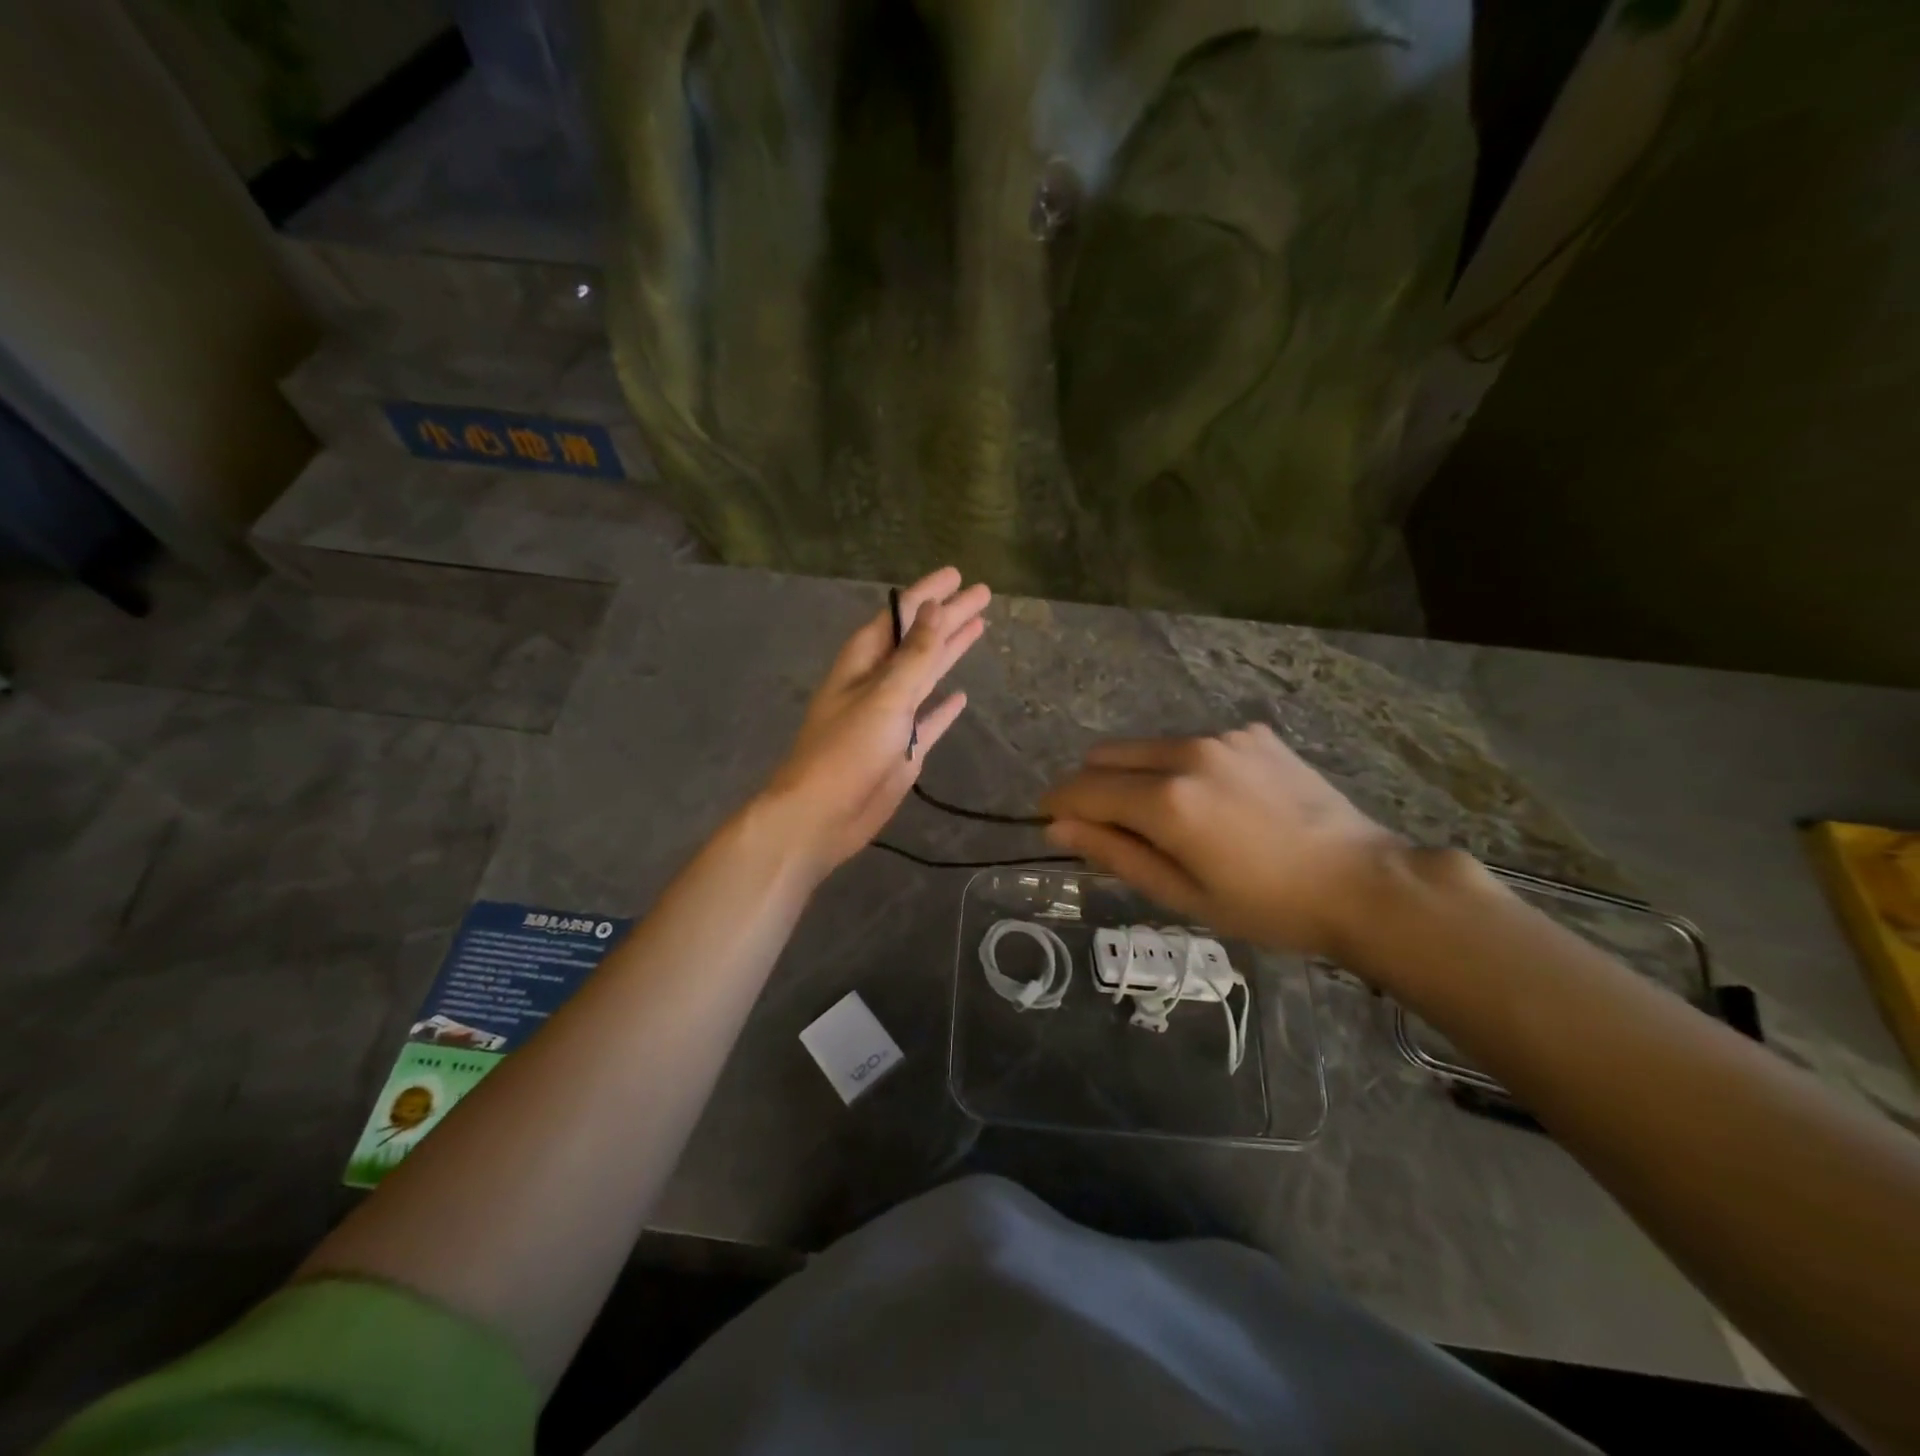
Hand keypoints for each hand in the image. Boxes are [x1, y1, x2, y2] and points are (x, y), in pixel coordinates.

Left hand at [760, 567, 989, 877]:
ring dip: (949, 653)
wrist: (822, 815)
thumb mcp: (885, 696)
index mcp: (864, 663)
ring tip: (978, 628)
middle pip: (919, 641)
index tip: (956, 575)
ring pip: (926, 675)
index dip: (928, 595)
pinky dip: (944, 707)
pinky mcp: (903, 748)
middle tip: (982, 594)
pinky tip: (962, 696)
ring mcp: (891, 717)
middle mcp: (877, 683)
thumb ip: (915, 654)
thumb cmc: (847, 750)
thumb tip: (935, 608)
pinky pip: (929, 719)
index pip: (900, 616)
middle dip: (948, 618)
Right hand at [1041, 724, 1407, 958]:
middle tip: (1107, 827)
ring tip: (1170, 820)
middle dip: (1091, 786)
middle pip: (1107, 756)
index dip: (1057, 803)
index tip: (1048, 819)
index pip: (1083, 789)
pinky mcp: (1252, 733)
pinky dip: (1183, 768)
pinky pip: (1193, 744)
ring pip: (1148, 747)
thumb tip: (1058, 827)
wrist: (1363, 882)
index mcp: (1166, 800)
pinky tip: (1218, 801)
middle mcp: (1187, 753)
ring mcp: (1223, 737)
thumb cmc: (1267, 906)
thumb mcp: (1182, 895)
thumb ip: (1114, 854)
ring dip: (1137, 776)